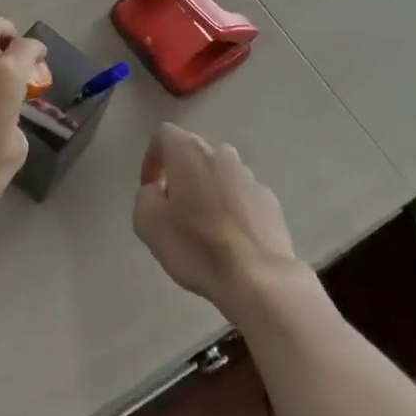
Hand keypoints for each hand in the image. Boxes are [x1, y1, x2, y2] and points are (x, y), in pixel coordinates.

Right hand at [133, 125, 302, 315]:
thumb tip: (157, 191)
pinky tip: (230, 240)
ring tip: (203, 227)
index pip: (163, 136)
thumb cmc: (197, 246)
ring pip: (219, 174)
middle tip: (173, 208)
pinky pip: (242, 196)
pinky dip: (232, 209)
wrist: (259, 279)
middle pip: (193, 152)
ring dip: (207, 191)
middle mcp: (221, 153)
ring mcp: (250, 176)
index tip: (150, 190)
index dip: (151, 160)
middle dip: (180, 174)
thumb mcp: (148, 223)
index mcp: (189, 151)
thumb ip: (145, 196)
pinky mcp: (270, 201)